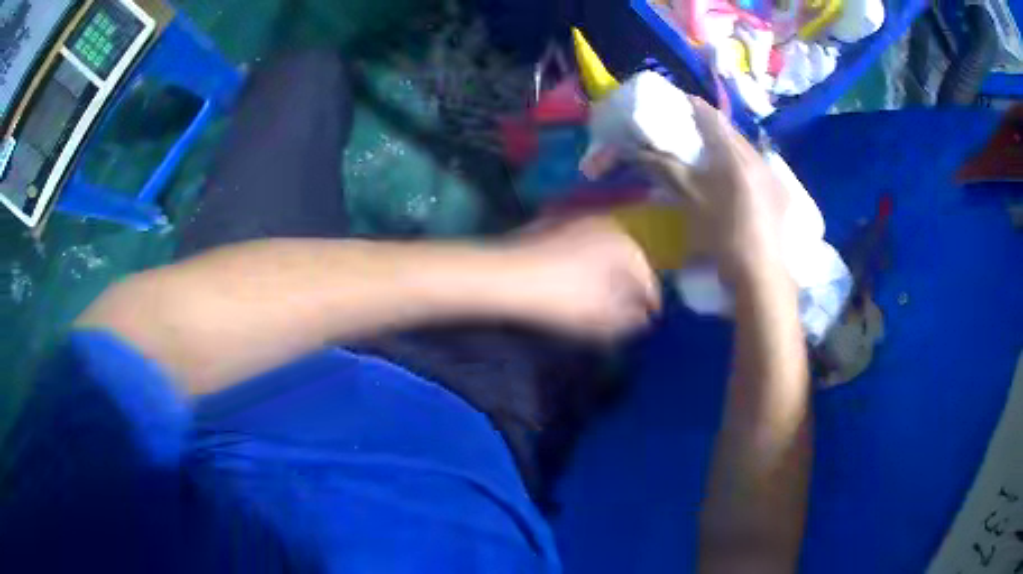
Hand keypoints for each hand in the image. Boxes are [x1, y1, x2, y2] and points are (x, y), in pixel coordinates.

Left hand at [501, 216, 660, 340]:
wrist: (505, 277)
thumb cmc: (563, 299)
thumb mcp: (603, 318)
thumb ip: (631, 319)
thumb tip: (643, 317)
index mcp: (625, 244)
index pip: (647, 278)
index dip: (650, 302)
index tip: (650, 320)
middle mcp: (606, 226)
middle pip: (627, 262)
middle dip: (629, 286)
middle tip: (627, 311)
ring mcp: (577, 223)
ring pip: (603, 254)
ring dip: (608, 276)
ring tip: (603, 300)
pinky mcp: (553, 227)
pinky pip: (581, 251)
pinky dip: (585, 267)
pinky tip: (575, 284)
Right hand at [638, 96, 787, 279]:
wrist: (761, 273)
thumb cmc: (723, 234)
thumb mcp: (690, 199)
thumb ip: (665, 168)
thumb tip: (637, 150)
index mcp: (734, 153)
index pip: (710, 115)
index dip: (691, 104)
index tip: (676, 102)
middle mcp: (757, 156)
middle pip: (730, 130)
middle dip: (709, 125)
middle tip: (690, 130)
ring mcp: (773, 175)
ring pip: (745, 148)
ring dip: (727, 145)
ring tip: (711, 155)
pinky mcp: (780, 193)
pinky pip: (757, 167)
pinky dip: (741, 165)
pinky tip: (735, 181)